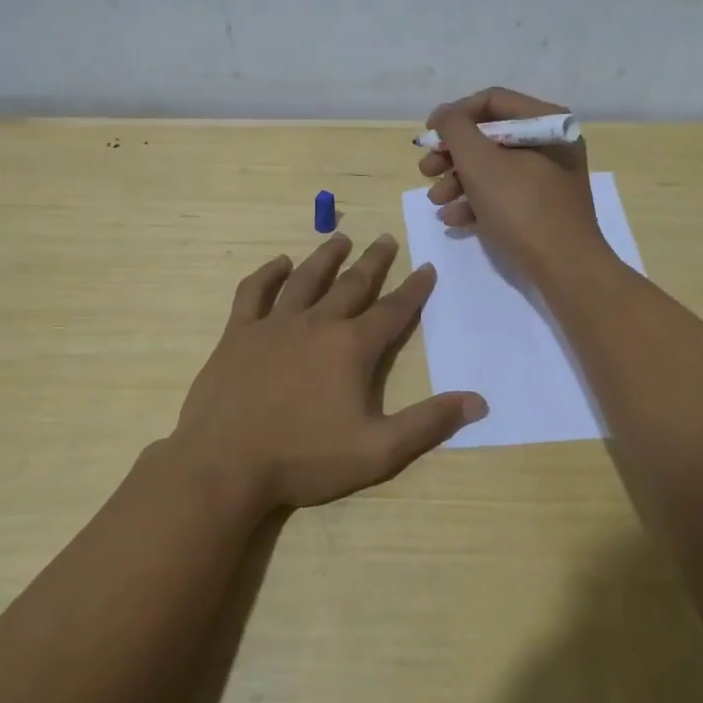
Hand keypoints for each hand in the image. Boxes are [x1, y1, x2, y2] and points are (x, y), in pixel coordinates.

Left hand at [170, 234, 486, 511]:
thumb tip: (477, 401)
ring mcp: (274, 324)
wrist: (225, 464)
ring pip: (306, 279)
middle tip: (387, 238)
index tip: (427, 267)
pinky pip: (254, 292)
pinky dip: (268, 274)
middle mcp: (316, 324)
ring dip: (326, 256)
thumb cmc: (304, 459)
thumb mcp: (377, 451)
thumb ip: (427, 423)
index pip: (392, 310)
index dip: (414, 289)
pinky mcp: (238, 333)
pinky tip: (279, 264)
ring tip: (341, 238)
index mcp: (351, 348)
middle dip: (373, 261)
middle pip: (352, 284)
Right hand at [419, 86, 606, 283]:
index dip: (454, 114)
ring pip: (493, 168)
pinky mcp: (543, 207)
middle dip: (452, 155)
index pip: (491, 101)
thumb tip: (443, 114)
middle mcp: (551, 143)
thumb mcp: (479, 162)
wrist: (564, 267)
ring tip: (436, 200)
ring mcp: (549, 177)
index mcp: (546, 122)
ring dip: (458, 181)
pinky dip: (477, 202)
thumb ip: (455, 129)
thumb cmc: (521, 207)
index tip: (428, 135)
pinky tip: (453, 219)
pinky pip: (504, 193)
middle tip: (426, 171)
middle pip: (490, 136)